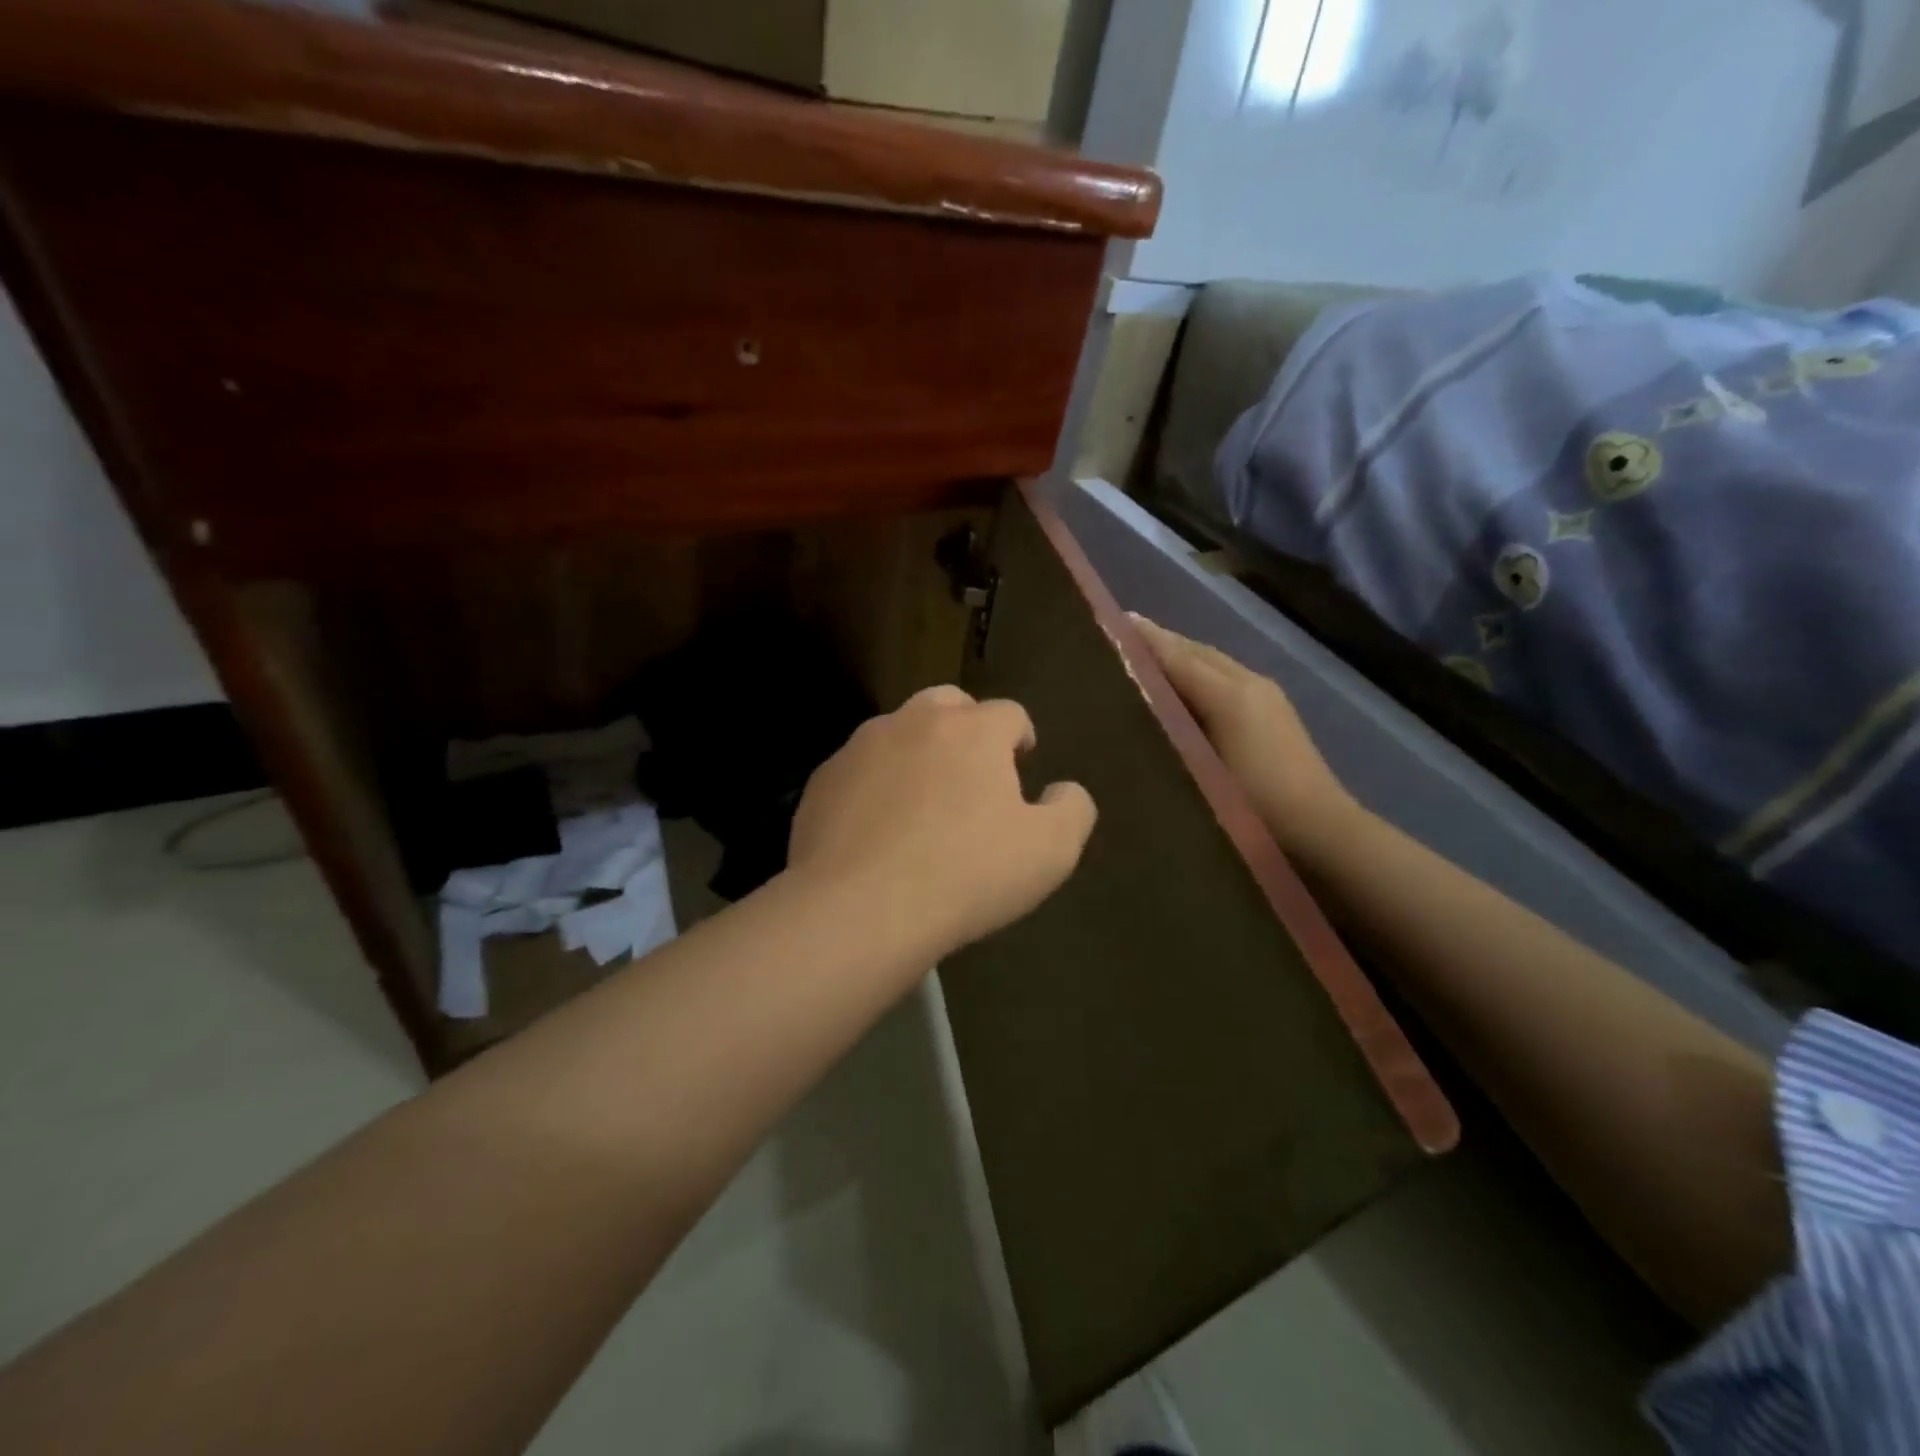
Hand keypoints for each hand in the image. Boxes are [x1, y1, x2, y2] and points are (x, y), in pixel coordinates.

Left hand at [787, 685, 1096, 958]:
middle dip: (967, 728)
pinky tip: (877, 830)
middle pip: (949, 704)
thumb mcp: (1050, 851)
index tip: (1021, 766)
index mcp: (973, 730)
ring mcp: (861, 747)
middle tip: (974, 775)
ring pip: (898, 732)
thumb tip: (1064, 790)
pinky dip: (875, 786)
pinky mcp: (823, 780)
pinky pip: (859, 770)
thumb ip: (1072, 809)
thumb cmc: (967, 874)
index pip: (1010, 713)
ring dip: (918, 753)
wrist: (860, 908)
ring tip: (922, 804)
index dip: (1021, 738)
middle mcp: (914, 721)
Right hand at [1129, 615, 1357, 859]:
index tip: (1115, 622)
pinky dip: (1198, 670)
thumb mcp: (1202, 767)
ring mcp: (1266, 694)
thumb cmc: (1253, 804)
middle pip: (1197, 651)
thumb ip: (1170, 726)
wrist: (1319, 830)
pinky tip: (1183, 684)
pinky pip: (1225, 676)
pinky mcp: (1274, 710)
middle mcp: (1249, 682)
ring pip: (1213, 662)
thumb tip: (1137, 700)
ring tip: (1145, 655)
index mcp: (1230, 694)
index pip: (1178, 657)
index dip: (1147, 641)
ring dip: (1180, 654)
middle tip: (1123, 636)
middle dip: (1161, 641)